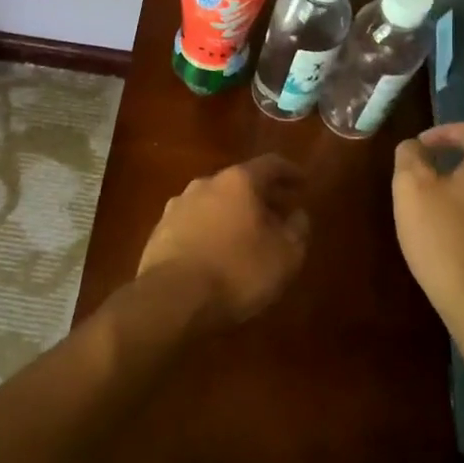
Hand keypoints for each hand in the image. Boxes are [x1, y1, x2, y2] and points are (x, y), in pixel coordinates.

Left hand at [137, 156, 309, 326]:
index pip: (270, 164)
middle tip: (279, 214)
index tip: (303, 183)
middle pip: (239, 182)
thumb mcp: (284, 257)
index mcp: (238, 181)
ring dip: (233, 214)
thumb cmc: (236, 271)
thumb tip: (298, 215)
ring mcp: (177, 206)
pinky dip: (210, 231)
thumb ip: (297, 231)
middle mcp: (205, 184)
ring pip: (214, 202)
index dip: (290, 172)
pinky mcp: (160, 231)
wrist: (170, 298)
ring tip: (247, 236)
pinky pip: (194, 223)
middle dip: (261, 197)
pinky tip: (217, 253)